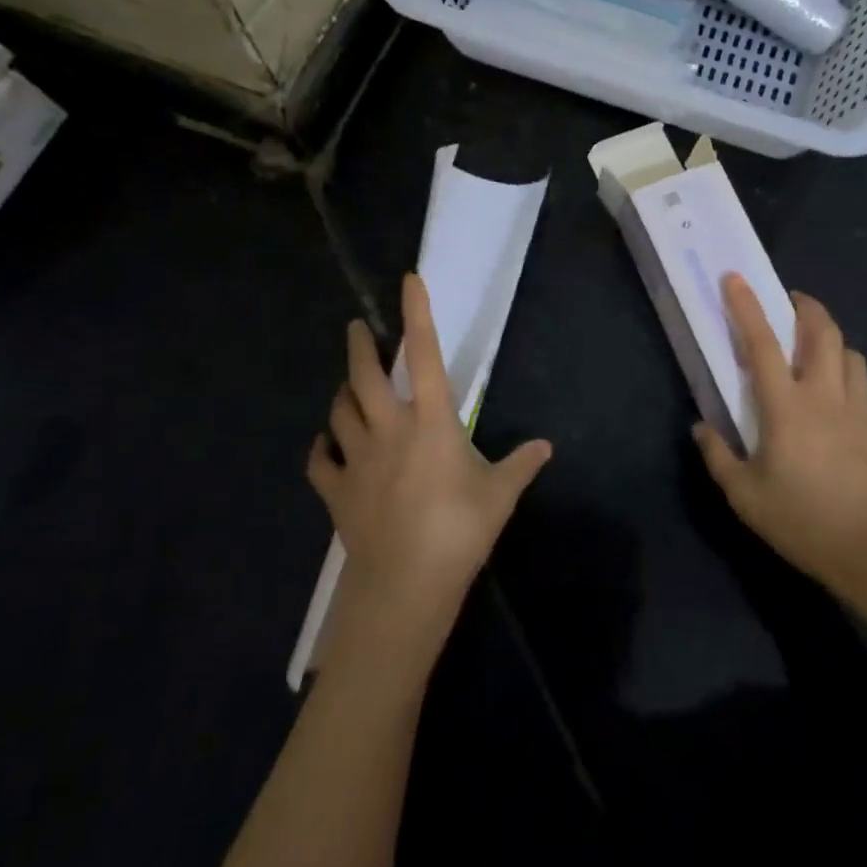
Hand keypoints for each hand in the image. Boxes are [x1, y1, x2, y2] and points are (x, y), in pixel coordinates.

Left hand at [310, 274, 551, 660]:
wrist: (406, 586)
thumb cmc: (459, 531)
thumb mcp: (500, 495)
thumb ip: (521, 464)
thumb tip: (546, 446)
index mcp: (431, 421)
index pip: (424, 354)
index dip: (417, 313)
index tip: (409, 280)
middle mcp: (389, 428)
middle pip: (364, 375)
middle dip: (360, 346)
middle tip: (357, 328)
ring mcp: (357, 458)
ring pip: (339, 412)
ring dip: (342, 394)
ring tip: (347, 387)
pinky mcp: (336, 490)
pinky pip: (319, 462)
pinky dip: (320, 449)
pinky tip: (325, 446)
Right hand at [693, 275, 866, 633]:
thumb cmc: (803, 522)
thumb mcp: (745, 497)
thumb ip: (718, 456)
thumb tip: (700, 426)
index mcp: (787, 407)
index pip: (762, 342)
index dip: (746, 306)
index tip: (735, 278)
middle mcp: (827, 396)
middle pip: (823, 332)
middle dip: (806, 308)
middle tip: (791, 304)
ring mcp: (863, 411)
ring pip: (851, 356)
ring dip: (832, 343)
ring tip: (818, 353)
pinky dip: (851, 385)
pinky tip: (843, 407)